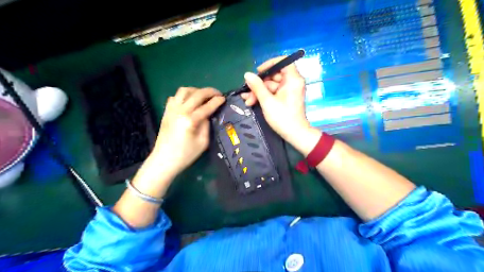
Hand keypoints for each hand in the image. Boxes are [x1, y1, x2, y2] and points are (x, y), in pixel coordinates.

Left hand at [150, 87, 224, 179]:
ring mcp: (171, 110)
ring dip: (196, 90)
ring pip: (184, 91)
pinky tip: (189, 102)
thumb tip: (208, 114)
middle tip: (217, 94)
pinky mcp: (166, 112)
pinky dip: (184, 96)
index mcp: (190, 120)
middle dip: (209, 91)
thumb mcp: (203, 142)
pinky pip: (175, 97)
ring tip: (203, 96)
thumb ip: (207, 125)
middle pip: (196, 94)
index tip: (224, 98)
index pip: (207, 106)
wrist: (164, 160)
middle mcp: (180, 111)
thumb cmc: (186, 155)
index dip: (217, 101)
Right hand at [241, 57, 314, 150]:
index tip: (258, 72)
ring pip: (271, 85)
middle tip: (248, 92)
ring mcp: (289, 90)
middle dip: (259, 84)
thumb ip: (257, 86)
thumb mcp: (267, 101)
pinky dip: (264, 96)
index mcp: (292, 79)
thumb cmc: (283, 117)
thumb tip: (247, 74)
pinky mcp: (286, 98)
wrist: (294, 134)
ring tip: (247, 101)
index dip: (269, 64)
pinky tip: (252, 101)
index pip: (283, 61)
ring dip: (259, 92)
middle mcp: (292, 82)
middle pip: (274, 75)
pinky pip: (273, 92)